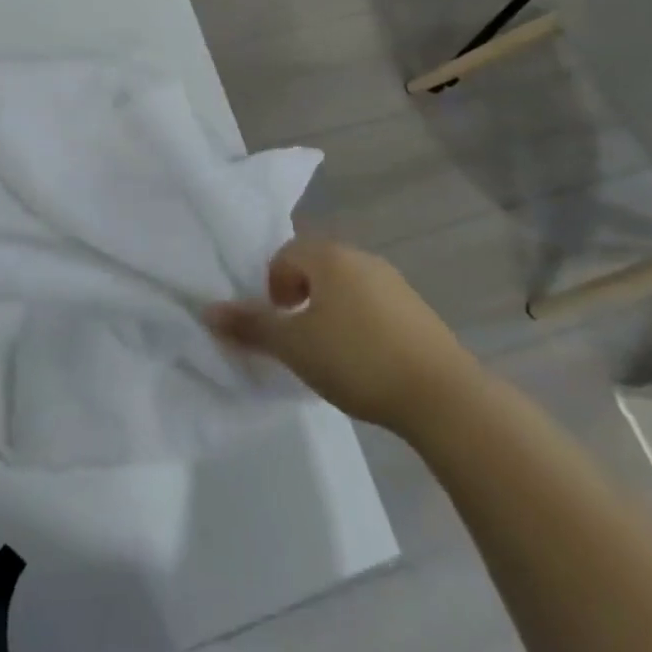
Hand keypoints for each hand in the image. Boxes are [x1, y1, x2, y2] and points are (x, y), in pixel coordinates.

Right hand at [206, 239, 483, 437]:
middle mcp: (361, 258)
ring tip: (328, 353)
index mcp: (329, 257)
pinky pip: (372, 306)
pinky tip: (363, 361)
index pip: (284, 254)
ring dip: (328, 311)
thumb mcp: (293, 346)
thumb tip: (208, 310)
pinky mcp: (417, 311)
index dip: (271, 286)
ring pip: (345, 287)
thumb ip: (250, 325)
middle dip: (298, 297)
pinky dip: (358, 324)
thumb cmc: (356, 359)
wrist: (443, 397)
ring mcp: (394, 283)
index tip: (277, 324)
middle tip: (296, 338)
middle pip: (315, 267)